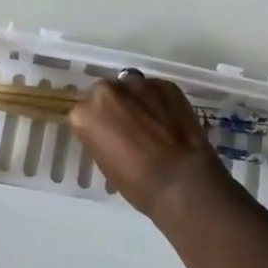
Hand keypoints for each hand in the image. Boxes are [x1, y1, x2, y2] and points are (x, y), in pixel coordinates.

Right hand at [69, 70, 227, 221]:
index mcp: (86, 112)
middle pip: (106, 94)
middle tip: (129, 128)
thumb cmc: (138, 184)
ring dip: (138, 101)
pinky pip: (157, 90)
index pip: (85, 113)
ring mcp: (138, 83)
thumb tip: (112, 131)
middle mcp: (107, 90)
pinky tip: (170, 121)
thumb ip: (102, 136)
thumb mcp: (106, 163)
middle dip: (116, 107)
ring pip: (132, 87)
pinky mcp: (165, 84)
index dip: (98, 126)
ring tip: (152, 123)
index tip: (108, 138)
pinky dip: (160, 102)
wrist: (182, 181)